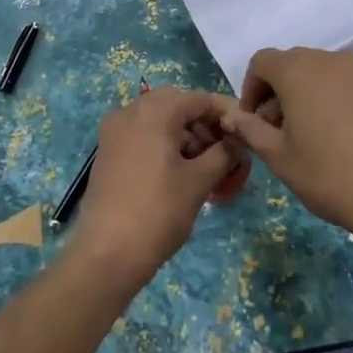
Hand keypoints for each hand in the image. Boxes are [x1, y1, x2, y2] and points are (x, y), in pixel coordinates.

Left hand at [71, 86, 248, 288]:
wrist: (107, 253)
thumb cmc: (159, 211)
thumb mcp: (199, 181)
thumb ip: (223, 154)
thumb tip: (237, 143)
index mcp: (155, 110)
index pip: (200, 99)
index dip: (226, 114)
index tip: (245, 133)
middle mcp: (130, 110)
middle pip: (177, 106)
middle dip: (204, 125)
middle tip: (225, 151)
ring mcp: (114, 131)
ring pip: (158, 120)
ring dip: (185, 135)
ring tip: (206, 167)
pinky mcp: (107, 151)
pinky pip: (142, 135)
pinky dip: (164, 145)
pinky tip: (180, 172)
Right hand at [218, 47, 352, 244]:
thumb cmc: (329, 175)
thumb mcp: (279, 157)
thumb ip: (250, 129)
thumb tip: (231, 116)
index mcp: (298, 70)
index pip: (262, 62)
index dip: (251, 89)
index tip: (254, 122)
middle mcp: (329, 60)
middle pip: (292, 64)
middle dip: (277, 92)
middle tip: (278, 132)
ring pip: (320, 73)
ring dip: (305, 94)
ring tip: (310, 136)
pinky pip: (346, 83)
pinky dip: (333, 99)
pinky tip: (340, 136)